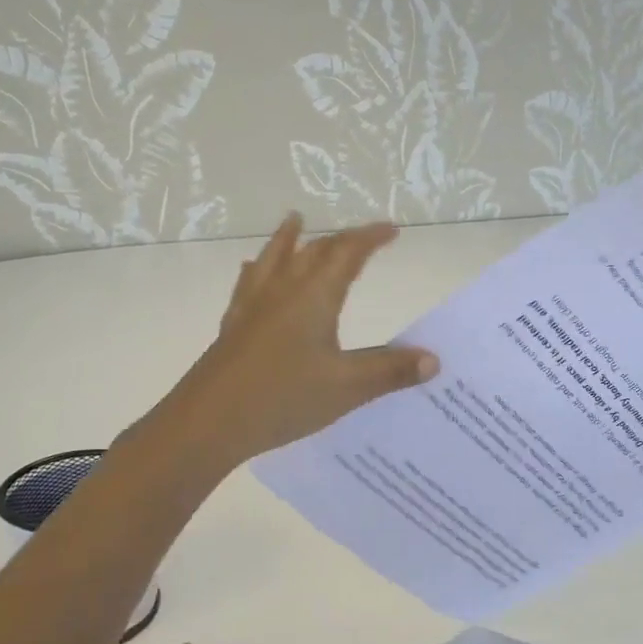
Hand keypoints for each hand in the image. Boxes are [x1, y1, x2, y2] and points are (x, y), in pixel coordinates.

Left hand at [156, 214, 437, 468]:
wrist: (208, 422)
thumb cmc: (283, 398)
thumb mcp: (347, 387)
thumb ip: (391, 371)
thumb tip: (434, 360)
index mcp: (314, 297)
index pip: (347, 254)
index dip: (371, 238)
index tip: (392, 229)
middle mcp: (282, 291)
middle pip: (313, 252)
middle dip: (341, 239)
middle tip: (362, 236)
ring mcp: (252, 307)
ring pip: (274, 259)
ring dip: (289, 239)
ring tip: (295, 221)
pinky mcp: (233, 327)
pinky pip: (249, 284)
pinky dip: (258, 269)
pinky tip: (251, 272)